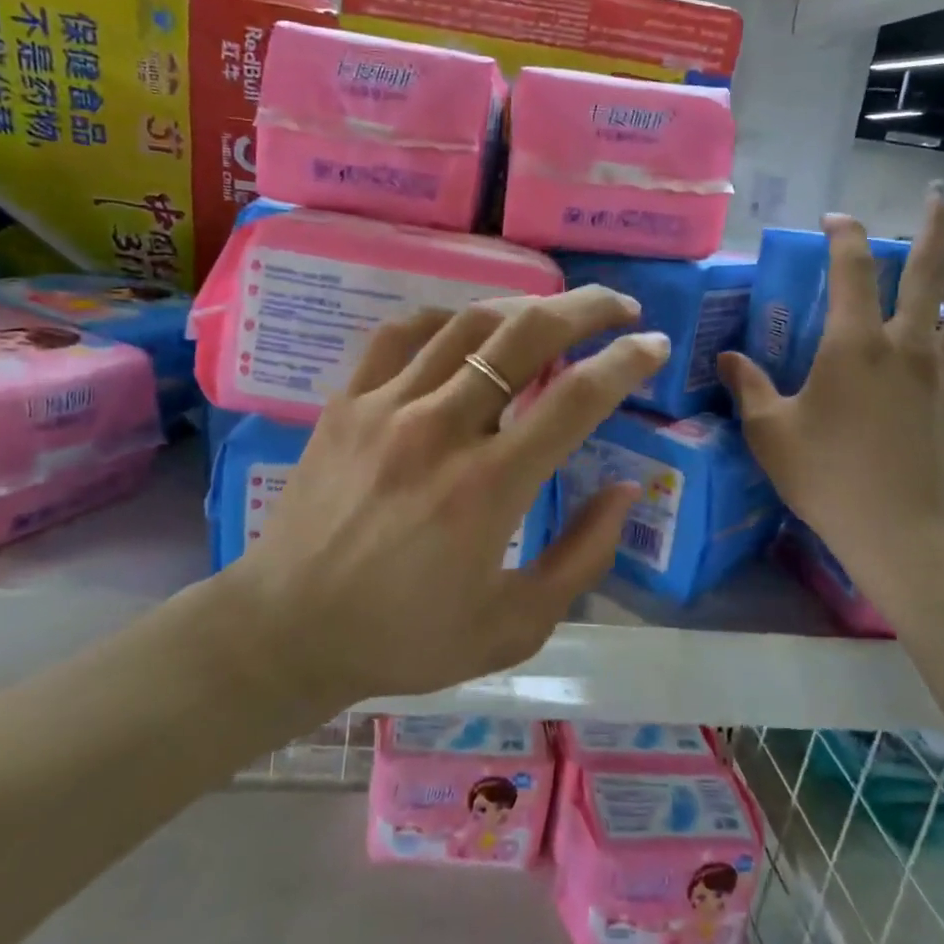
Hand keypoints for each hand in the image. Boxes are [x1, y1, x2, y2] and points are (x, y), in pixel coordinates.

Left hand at [230, 289, 670, 707]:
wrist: (288, 629)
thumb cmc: (405, 637)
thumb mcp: (514, 626)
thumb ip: (582, 557)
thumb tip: (626, 489)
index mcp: (489, 487)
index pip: (576, 398)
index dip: (626, 361)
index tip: (655, 346)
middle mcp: (442, 429)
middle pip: (526, 335)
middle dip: (585, 308)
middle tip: (619, 307)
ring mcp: (388, 407)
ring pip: (468, 322)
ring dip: (523, 306)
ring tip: (553, 313)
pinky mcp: (348, 402)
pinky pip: (403, 333)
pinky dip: (446, 318)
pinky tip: (467, 328)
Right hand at [719, 191, 943, 593]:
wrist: (905, 532)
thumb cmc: (827, 477)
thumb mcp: (771, 433)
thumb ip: (750, 388)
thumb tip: (728, 358)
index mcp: (854, 344)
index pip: (852, 269)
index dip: (843, 236)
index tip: (835, 219)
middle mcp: (905, 345)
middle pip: (927, 271)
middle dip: (931, 228)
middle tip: (938, 196)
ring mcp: (942, 373)